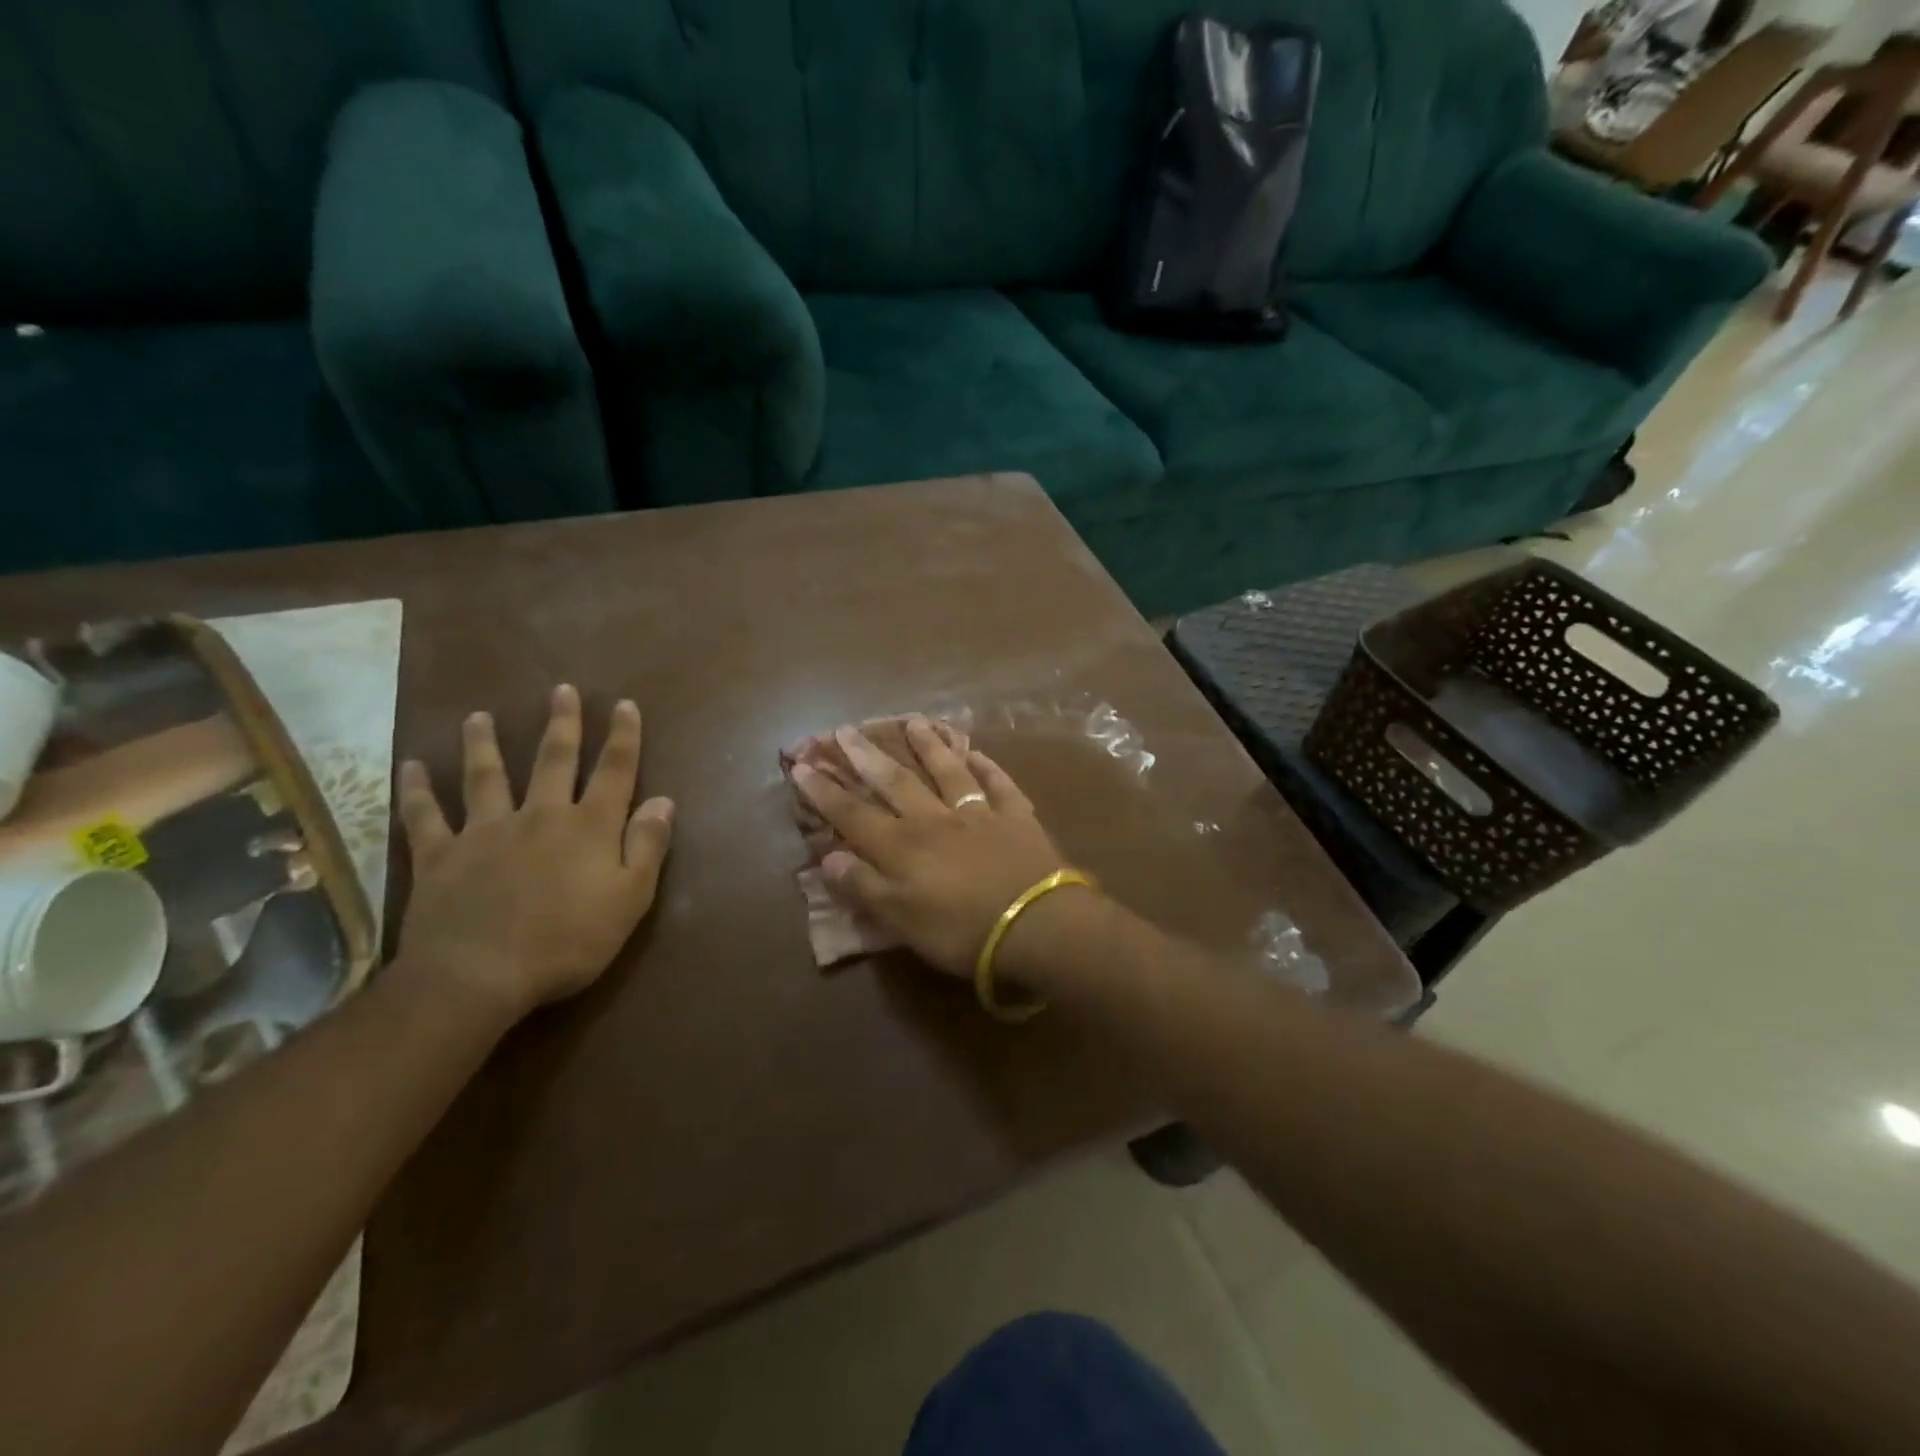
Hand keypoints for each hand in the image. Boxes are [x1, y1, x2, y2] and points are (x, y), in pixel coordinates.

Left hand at [395, 684, 673, 1020]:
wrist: (478, 976)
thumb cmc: (568, 941)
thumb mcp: (630, 898)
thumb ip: (647, 846)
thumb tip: (663, 801)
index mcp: (589, 827)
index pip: (614, 771)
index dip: (623, 737)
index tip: (624, 704)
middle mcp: (540, 815)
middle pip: (554, 760)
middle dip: (562, 724)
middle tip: (561, 690)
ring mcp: (486, 832)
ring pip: (486, 777)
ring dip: (484, 744)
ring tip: (479, 717)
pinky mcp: (441, 856)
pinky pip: (425, 817)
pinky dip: (417, 791)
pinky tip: (411, 767)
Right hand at [789, 716, 1076, 976]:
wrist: (1036, 925)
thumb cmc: (961, 932)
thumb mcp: (901, 921)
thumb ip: (864, 887)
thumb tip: (828, 858)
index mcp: (902, 846)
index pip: (853, 814)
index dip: (825, 791)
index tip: (801, 765)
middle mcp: (934, 819)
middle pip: (895, 781)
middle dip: (866, 756)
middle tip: (846, 729)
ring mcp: (978, 813)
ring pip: (947, 771)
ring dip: (928, 746)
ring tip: (914, 722)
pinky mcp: (1016, 817)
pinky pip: (998, 784)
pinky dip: (986, 767)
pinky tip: (977, 753)